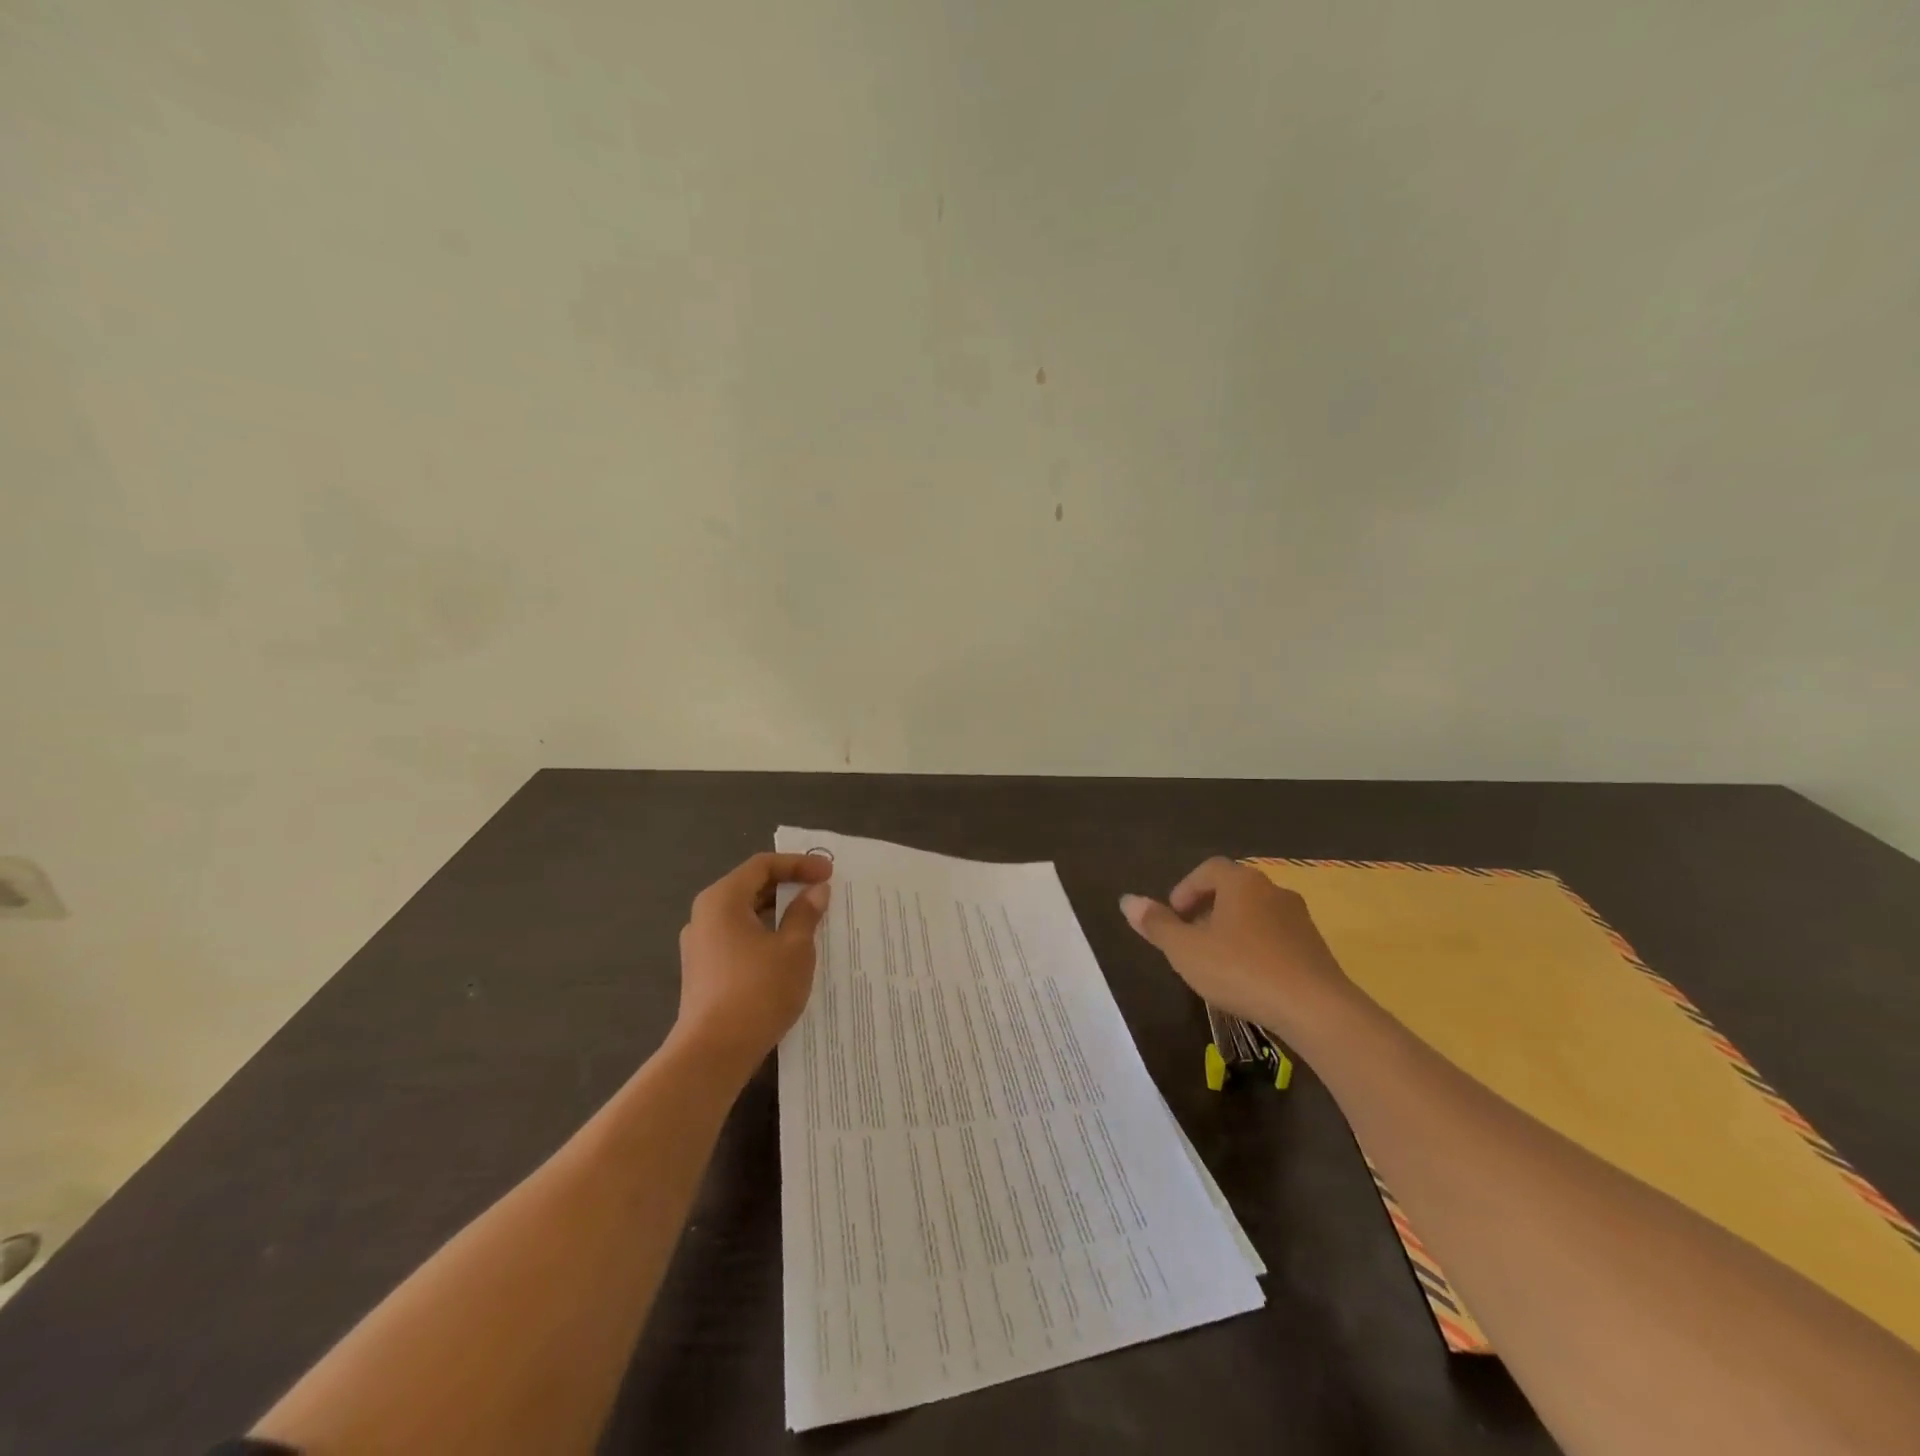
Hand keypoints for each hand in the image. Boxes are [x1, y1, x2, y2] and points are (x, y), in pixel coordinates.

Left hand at [672, 852, 832, 1081]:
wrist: (713, 1053)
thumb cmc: (757, 991)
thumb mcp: (794, 949)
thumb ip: (805, 914)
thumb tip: (815, 891)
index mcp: (722, 900)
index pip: (762, 865)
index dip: (798, 864)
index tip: (829, 873)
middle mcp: (705, 916)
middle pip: (750, 887)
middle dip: (788, 886)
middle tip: (822, 892)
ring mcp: (700, 946)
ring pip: (744, 915)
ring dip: (778, 913)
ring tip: (810, 921)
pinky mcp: (703, 972)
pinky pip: (738, 938)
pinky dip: (765, 934)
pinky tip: (788, 952)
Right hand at [1121, 857, 1352, 1038]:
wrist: (1316, 1009)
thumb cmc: (1241, 970)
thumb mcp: (1186, 950)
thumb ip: (1157, 925)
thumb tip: (1127, 901)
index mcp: (1241, 883)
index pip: (1208, 869)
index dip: (1186, 889)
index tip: (1174, 916)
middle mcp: (1273, 891)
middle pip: (1233, 890)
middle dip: (1208, 910)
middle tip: (1190, 939)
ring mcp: (1299, 919)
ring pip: (1256, 914)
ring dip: (1233, 929)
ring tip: (1217, 961)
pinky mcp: (1315, 948)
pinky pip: (1277, 937)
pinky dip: (1257, 948)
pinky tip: (1249, 978)